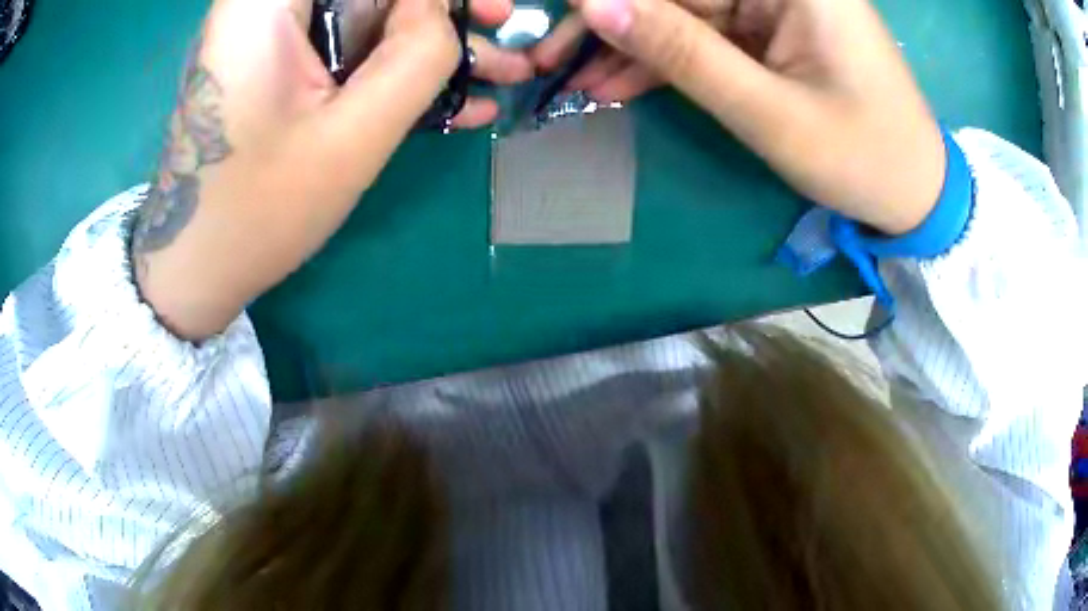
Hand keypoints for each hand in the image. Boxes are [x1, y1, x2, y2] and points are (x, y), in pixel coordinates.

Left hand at [133, 0, 532, 339]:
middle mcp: (266, 6)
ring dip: (431, 41)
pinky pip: (350, 48)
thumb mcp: (350, 136)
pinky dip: (396, 66)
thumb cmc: (257, 210)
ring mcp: (274, 36)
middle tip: (500, 24)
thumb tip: (442, 12)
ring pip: (369, 14)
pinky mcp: (281, 66)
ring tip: (501, 72)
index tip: (482, 9)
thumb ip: (415, 58)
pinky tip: (454, 99)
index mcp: (266, 4)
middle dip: (437, 7)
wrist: (196, 267)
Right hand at [535, 0, 945, 235]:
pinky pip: (705, 37)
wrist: (912, 193)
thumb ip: (682, 51)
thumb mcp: (769, 110)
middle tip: (552, 60)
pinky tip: (618, 85)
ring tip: (574, 80)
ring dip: (629, 46)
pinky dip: (664, 62)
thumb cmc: (862, 157)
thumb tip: (596, 4)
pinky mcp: (771, 33)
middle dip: (614, 22)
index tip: (559, 17)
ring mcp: (774, 7)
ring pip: (684, 13)